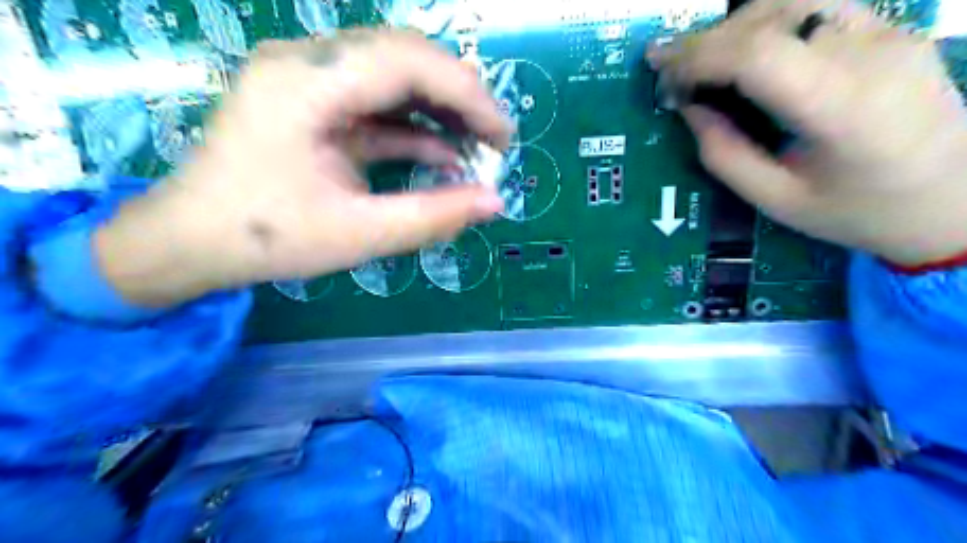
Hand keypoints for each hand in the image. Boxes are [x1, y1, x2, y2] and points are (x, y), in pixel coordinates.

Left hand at [92, 33, 509, 307]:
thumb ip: (432, 216)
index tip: (503, 135)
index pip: (406, 60)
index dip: (467, 93)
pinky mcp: (312, 100)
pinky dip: (413, 124)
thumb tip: (494, 202)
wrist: (191, 241)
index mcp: (304, 85)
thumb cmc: (266, 239)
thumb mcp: (357, 235)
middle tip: (494, 139)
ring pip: (392, 72)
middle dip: (459, 96)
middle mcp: (303, 63)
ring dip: (440, 107)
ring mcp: (305, 77)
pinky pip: (374, 101)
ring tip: (475, 145)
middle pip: (403, 54)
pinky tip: (441, 151)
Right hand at [649, 0, 966, 267]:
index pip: (758, 55)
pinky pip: (816, 7)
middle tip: (667, 67)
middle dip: (705, 42)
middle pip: (771, 19)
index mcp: (842, 109)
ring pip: (792, 0)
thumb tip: (689, 108)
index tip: (660, 71)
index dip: (699, 57)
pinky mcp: (891, 28)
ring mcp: (888, 32)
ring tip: (700, 59)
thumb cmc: (857, 212)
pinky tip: (743, 50)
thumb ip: (724, 155)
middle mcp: (871, 54)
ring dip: (734, 27)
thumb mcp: (776, 200)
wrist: (953, 198)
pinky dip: (766, 22)